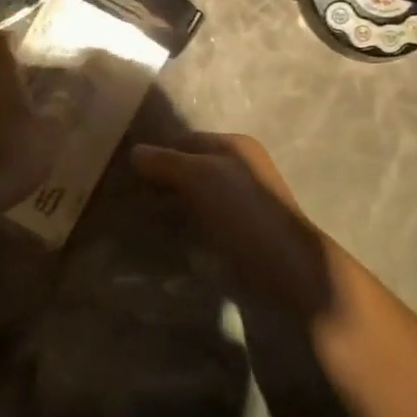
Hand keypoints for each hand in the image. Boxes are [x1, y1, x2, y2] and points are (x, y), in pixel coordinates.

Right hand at [131, 134, 331, 313]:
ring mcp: (242, 206)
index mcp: (236, 147)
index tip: (126, 172)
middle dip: (162, 181)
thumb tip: (134, 151)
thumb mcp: (201, 178)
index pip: (185, 141)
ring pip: (195, 199)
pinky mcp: (241, 238)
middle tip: (127, 197)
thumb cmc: (245, 215)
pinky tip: (166, 241)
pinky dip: (184, 230)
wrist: (290, 276)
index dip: (158, 153)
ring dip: (171, 207)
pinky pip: (203, 225)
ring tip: (140, 221)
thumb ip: (166, 162)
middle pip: (190, 169)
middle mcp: (240, 171)